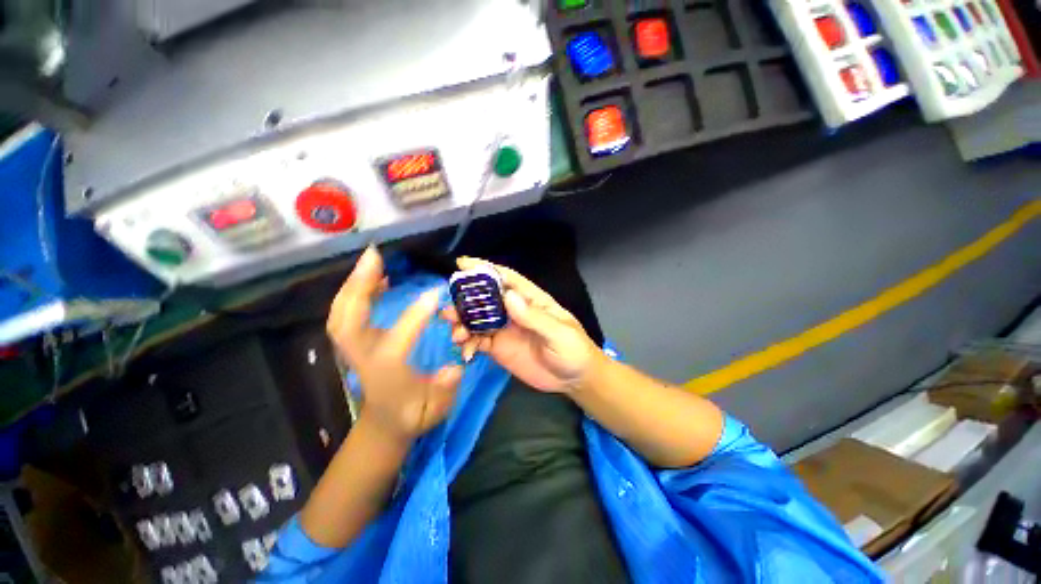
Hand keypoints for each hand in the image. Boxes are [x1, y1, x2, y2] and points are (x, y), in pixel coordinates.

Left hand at [327, 246, 462, 441]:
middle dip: (358, 287)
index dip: (415, 317)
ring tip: (372, 259)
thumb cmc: (413, 414)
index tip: (434, 293)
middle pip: (347, 322)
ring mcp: (355, 349)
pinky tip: (374, 279)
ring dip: (353, 285)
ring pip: (341, 315)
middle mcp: (364, 358)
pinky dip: (354, 293)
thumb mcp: (435, 410)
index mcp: (386, 373)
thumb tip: (455, 368)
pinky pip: (345, 314)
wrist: (386, 422)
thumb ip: (444, 391)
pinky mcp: (356, 343)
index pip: (397, 341)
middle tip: (374, 256)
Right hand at [442, 257, 602, 392]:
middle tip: (448, 309)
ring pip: (477, 320)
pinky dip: (468, 343)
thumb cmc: (573, 350)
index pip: (506, 278)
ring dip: (463, 323)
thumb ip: (534, 317)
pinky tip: (465, 351)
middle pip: (485, 299)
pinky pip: (478, 341)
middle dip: (465, 300)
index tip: (462, 263)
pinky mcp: (499, 347)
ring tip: (455, 334)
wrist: (574, 379)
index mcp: (530, 300)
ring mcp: (505, 329)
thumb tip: (508, 296)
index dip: (485, 269)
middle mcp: (514, 311)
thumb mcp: (559, 334)